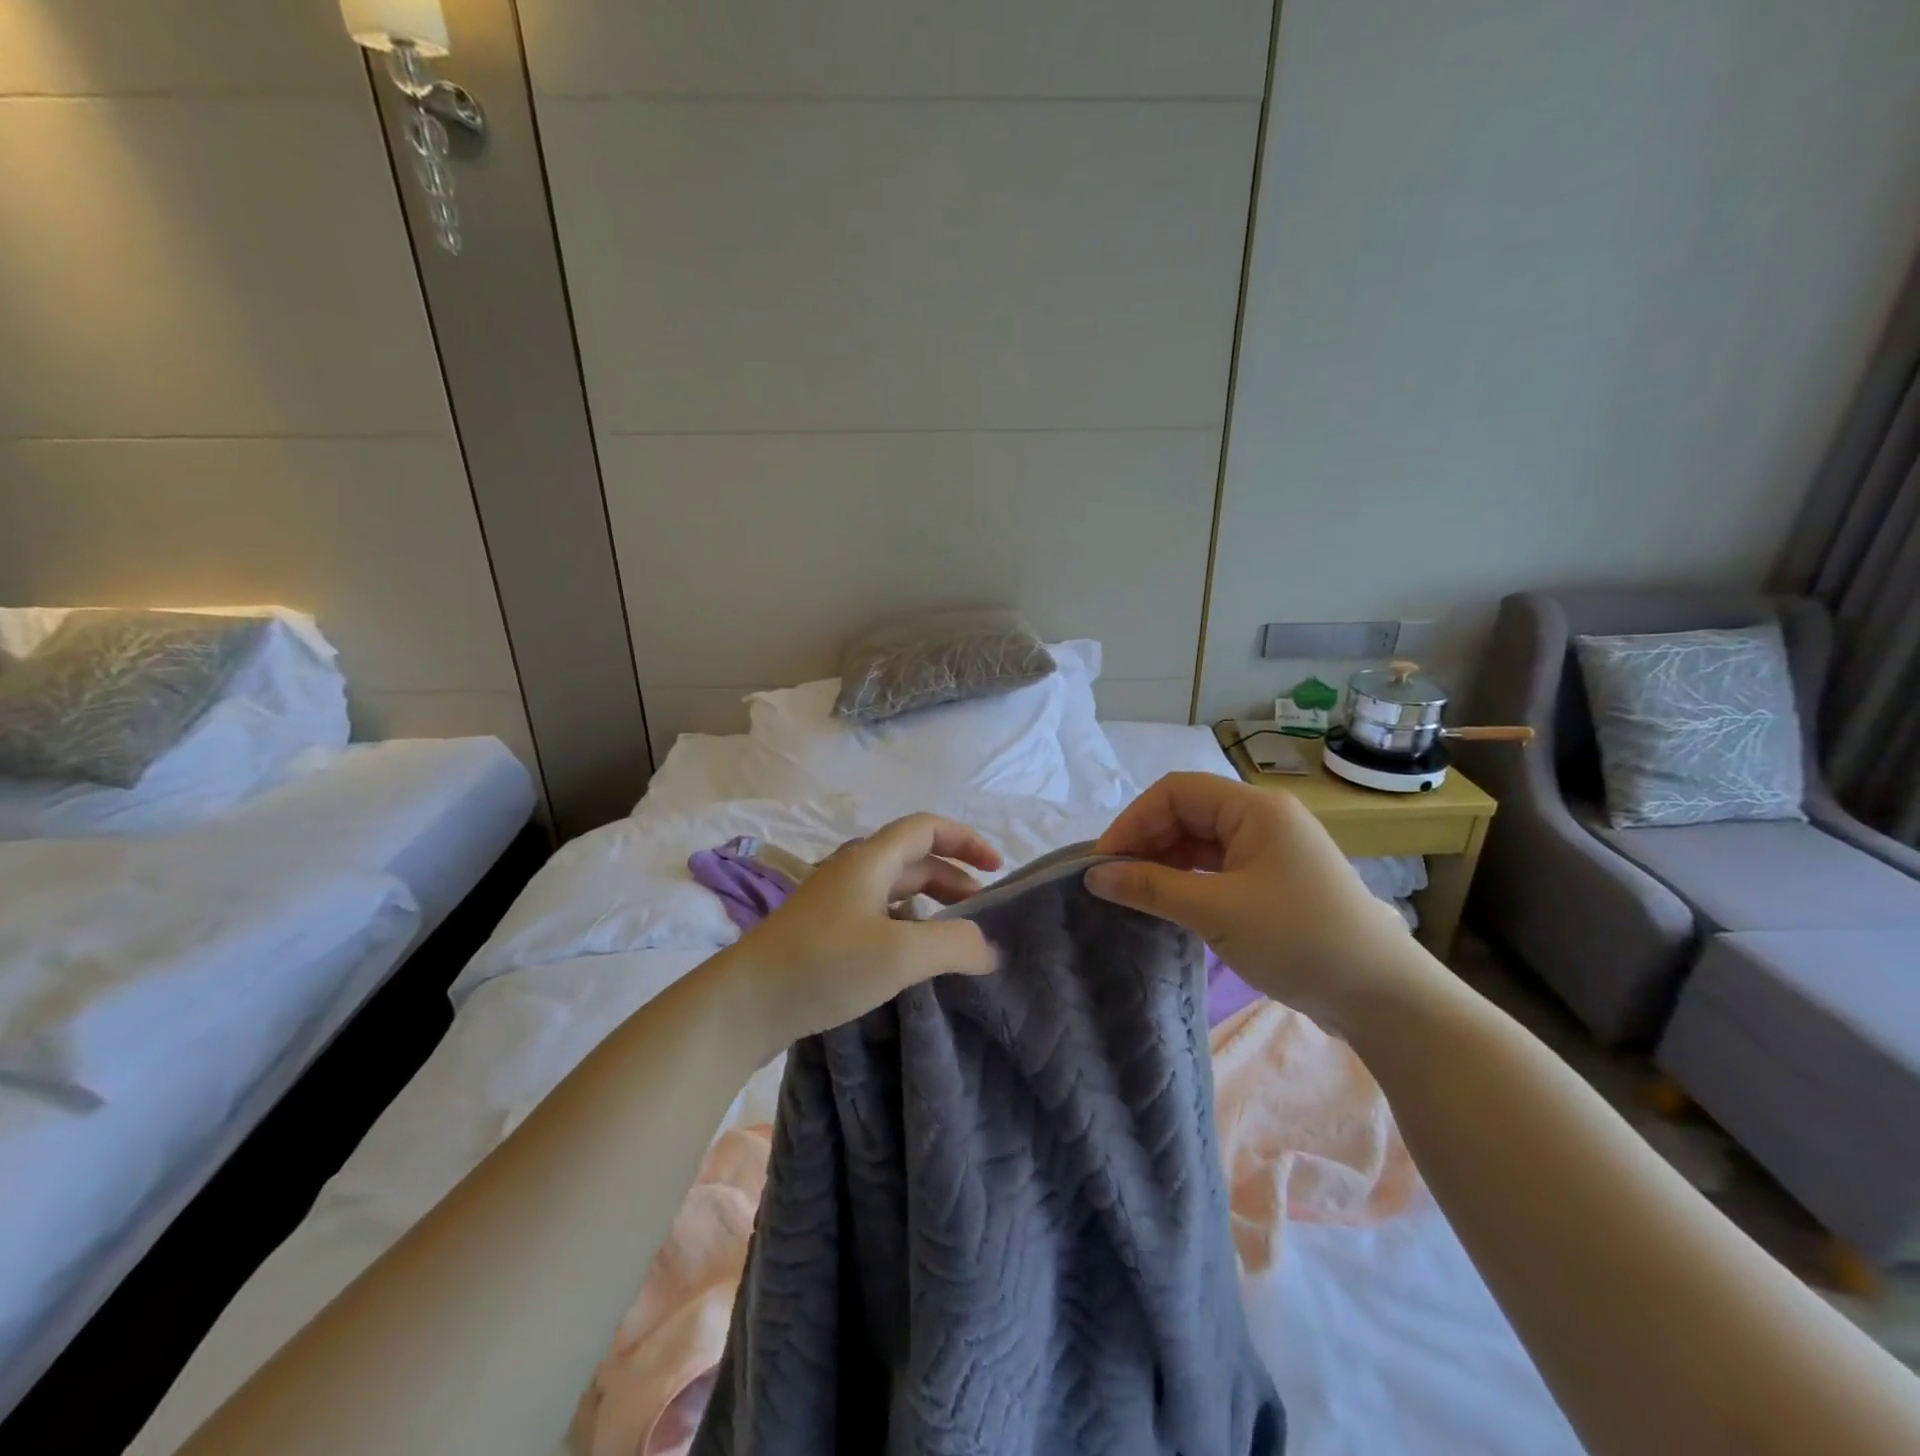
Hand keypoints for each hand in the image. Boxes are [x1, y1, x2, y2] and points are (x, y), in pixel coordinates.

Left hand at [723, 813, 1002, 1049]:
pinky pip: (879, 915)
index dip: (966, 840)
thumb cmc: (824, 964)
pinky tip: (913, 958)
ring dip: (931, 904)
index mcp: (870, 860)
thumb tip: (990, 948)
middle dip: (954, 877)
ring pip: (895, 889)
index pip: (926, 828)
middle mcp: (852, 872)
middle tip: (982, 912)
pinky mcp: (823, 932)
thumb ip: (955, 945)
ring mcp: (834, 902)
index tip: (997, 868)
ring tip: (955, 936)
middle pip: (914, 859)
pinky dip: (907, 926)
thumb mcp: (901, 953)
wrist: (743, 1002)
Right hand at [1085, 773, 1445, 1034]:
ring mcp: (1271, 849)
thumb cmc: (1298, 939)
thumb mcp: (1216, 912)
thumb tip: (1095, 875)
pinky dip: (1187, 878)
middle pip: (1188, 813)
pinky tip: (1168, 901)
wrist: (1381, 996)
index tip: (1104, 861)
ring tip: (1134, 894)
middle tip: (1113, 881)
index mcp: (1255, 808)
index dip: (1134, 820)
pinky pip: (1217, 865)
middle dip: (1146, 841)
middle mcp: (1263, 818)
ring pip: (1201, 841)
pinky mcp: (1274, 880)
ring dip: (1164, 862)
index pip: (1177, 792)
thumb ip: (1151, 888)